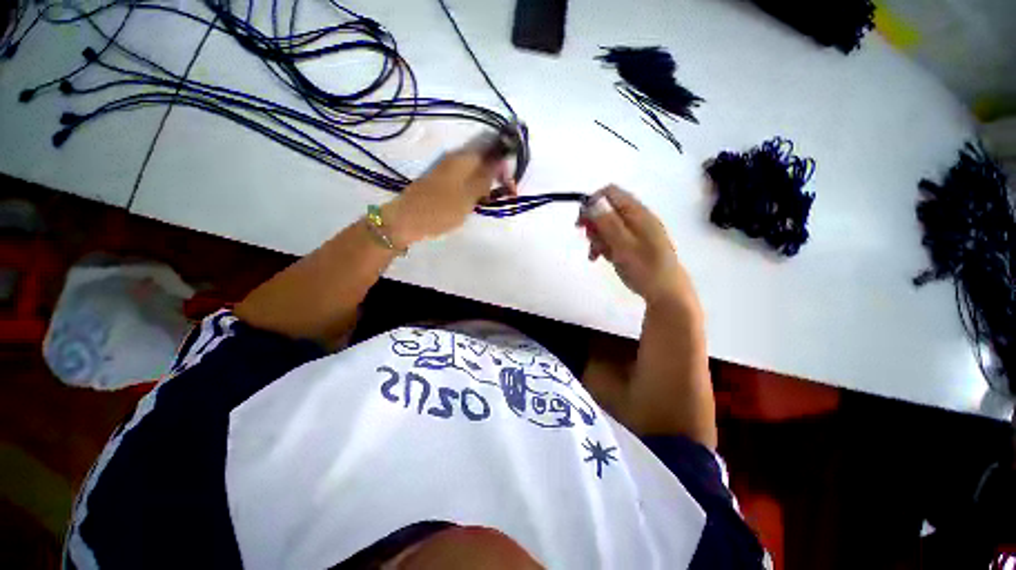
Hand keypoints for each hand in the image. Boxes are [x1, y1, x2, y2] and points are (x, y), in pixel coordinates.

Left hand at [383, 140, 515, 245]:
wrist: (406, 220)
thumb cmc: (440, 209)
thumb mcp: (469, 196)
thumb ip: (486, 177)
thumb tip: (501, 157)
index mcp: (463, 158)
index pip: (491, 145)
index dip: (505, 158)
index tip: (511, 180)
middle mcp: (455, 158)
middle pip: (484, 157)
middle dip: (498, 173)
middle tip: (505, 194)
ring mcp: (447, 169)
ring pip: (476, 170)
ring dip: (487, 183)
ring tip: (489, 201)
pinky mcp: (442, 181)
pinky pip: (466, 179)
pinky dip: (475, 188)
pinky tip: (476, 201)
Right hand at [579, 186, 693, 305]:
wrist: (666, 292)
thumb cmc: (645, 268)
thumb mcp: (623, 245)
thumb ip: (607, 223)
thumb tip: (593, 201)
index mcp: (636, 213)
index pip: (610, 193)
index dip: (592, 203)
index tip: (581, 223)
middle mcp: (636, 218)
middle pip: (606, 209)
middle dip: (593, 224)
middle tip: (589, 241)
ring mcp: (634, 232)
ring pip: (606, 226)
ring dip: (596, 238)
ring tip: (596, 255)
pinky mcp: (632, 244)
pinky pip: (612, 238)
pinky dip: (603, 246)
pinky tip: (601, 258)